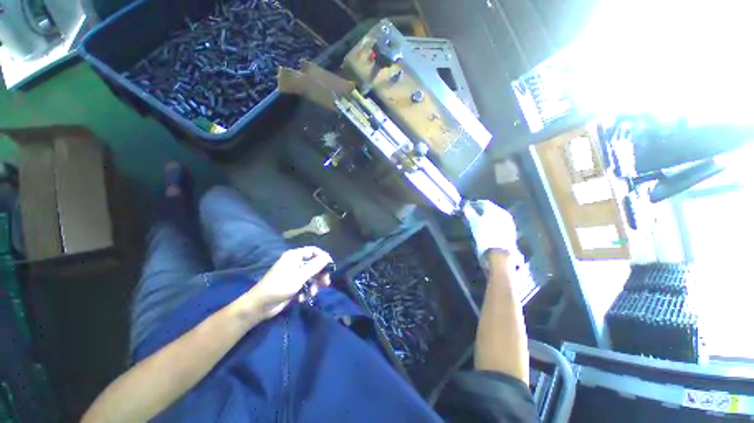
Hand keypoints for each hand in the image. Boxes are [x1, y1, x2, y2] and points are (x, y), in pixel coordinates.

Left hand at [250, 246, 332, 318]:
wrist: (260, 306)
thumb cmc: (280, 286)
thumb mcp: (300, 276)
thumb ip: (315, 266)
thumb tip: (327, 257)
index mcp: (295, 256)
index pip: (313, 251)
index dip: (323, 257)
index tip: (330, 266)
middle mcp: (295, 263)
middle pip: (314, 264)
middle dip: (320, 274)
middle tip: (326, 283)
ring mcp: (294, 274)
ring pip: (311, 276)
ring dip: (313, 285)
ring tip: (312, 294)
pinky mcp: (292, 284)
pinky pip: (305, 284)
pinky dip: (306, 291)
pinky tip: (302, 299)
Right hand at [463, 200, 520, 267]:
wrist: (499, 253)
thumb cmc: (485, 236)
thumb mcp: (474, 223)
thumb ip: (469, 213)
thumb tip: (465, 206)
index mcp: (495, 209)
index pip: (484, 202)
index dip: (474, 204)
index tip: (467, 206)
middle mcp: (503, 213)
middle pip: (491, 208)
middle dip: (481, 209)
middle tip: (472, 212)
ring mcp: (508, 222)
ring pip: (496, 215)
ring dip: (487, 216)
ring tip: (479, 219)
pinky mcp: (510, 230)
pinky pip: (499, 222)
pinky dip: (492, 222)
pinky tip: (487, 226)